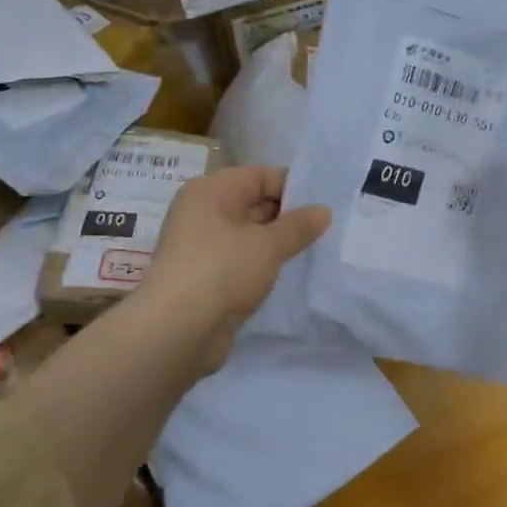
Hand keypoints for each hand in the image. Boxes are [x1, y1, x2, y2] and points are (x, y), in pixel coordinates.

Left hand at [137, 165, 329, 373]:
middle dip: (290, 216)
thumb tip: (324, 211)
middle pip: (255, 203)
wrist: (176, 331)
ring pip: (251, 235)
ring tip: (319, 249)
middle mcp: (203, 213)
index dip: (294, 187)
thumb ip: (298, 226)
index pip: (261, 176)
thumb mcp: (268, 244)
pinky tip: (293, 272)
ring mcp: (204, 247)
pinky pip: (244, 261)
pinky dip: (266, 264)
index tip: (326, 204)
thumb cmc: (221, 270)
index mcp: (211, 191)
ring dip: (280, 243)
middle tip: (329, 228)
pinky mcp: (208, 278)